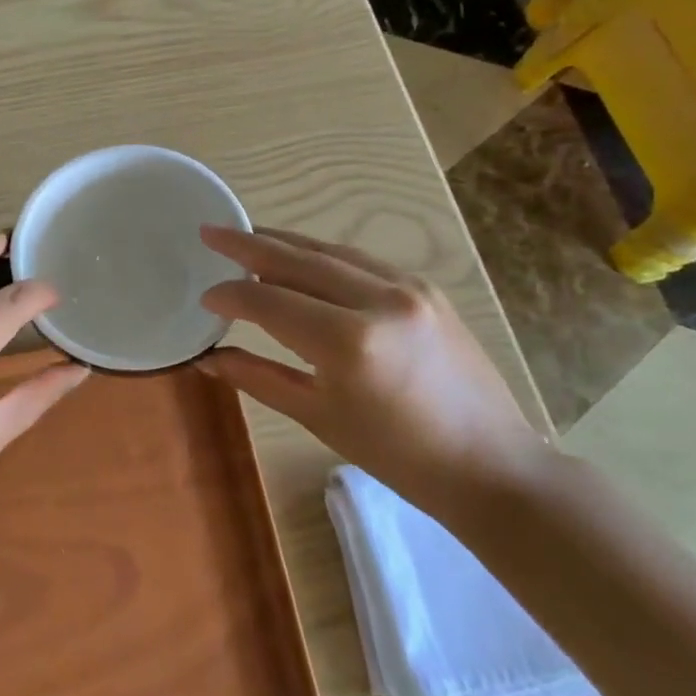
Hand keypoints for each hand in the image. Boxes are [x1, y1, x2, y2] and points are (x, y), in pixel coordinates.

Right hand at [197, 227, 546, 522]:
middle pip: (297, 261)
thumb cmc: (397, 455)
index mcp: (348, 342)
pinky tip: (302, 256)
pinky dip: (322, 254)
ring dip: (284, 242)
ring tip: (247, 236)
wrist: (490, 464)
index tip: (205, 297)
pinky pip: (360, 260)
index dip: (231, 296)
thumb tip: (208, 358)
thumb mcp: (318, 416)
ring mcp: (408, 288)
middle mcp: (378, 301)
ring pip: (329, 252)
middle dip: (248, 245)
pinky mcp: (426, 288)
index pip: (270, 301)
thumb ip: (258, 378)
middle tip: (210, 231)